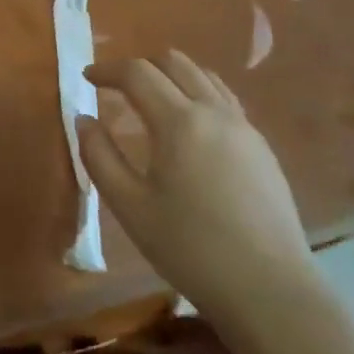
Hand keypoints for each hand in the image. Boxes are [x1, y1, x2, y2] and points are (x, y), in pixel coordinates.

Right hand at [79, 51, 313, 327]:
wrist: (270, 290)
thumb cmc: (190, 248)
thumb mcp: (129, 206)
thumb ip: (99, 156)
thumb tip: (84, 119)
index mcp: (179, 122)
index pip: (137, 73)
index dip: (107, 69)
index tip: (86, 78)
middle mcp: (214, 113)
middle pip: (174, 62)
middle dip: (140, 66)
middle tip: (116, 86)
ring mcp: (244, 128)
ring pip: (204, 77)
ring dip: (171, 75)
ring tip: (151, 98)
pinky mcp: (262, 148)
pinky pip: (225, 100)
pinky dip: (198, 94)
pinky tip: (189, 126)